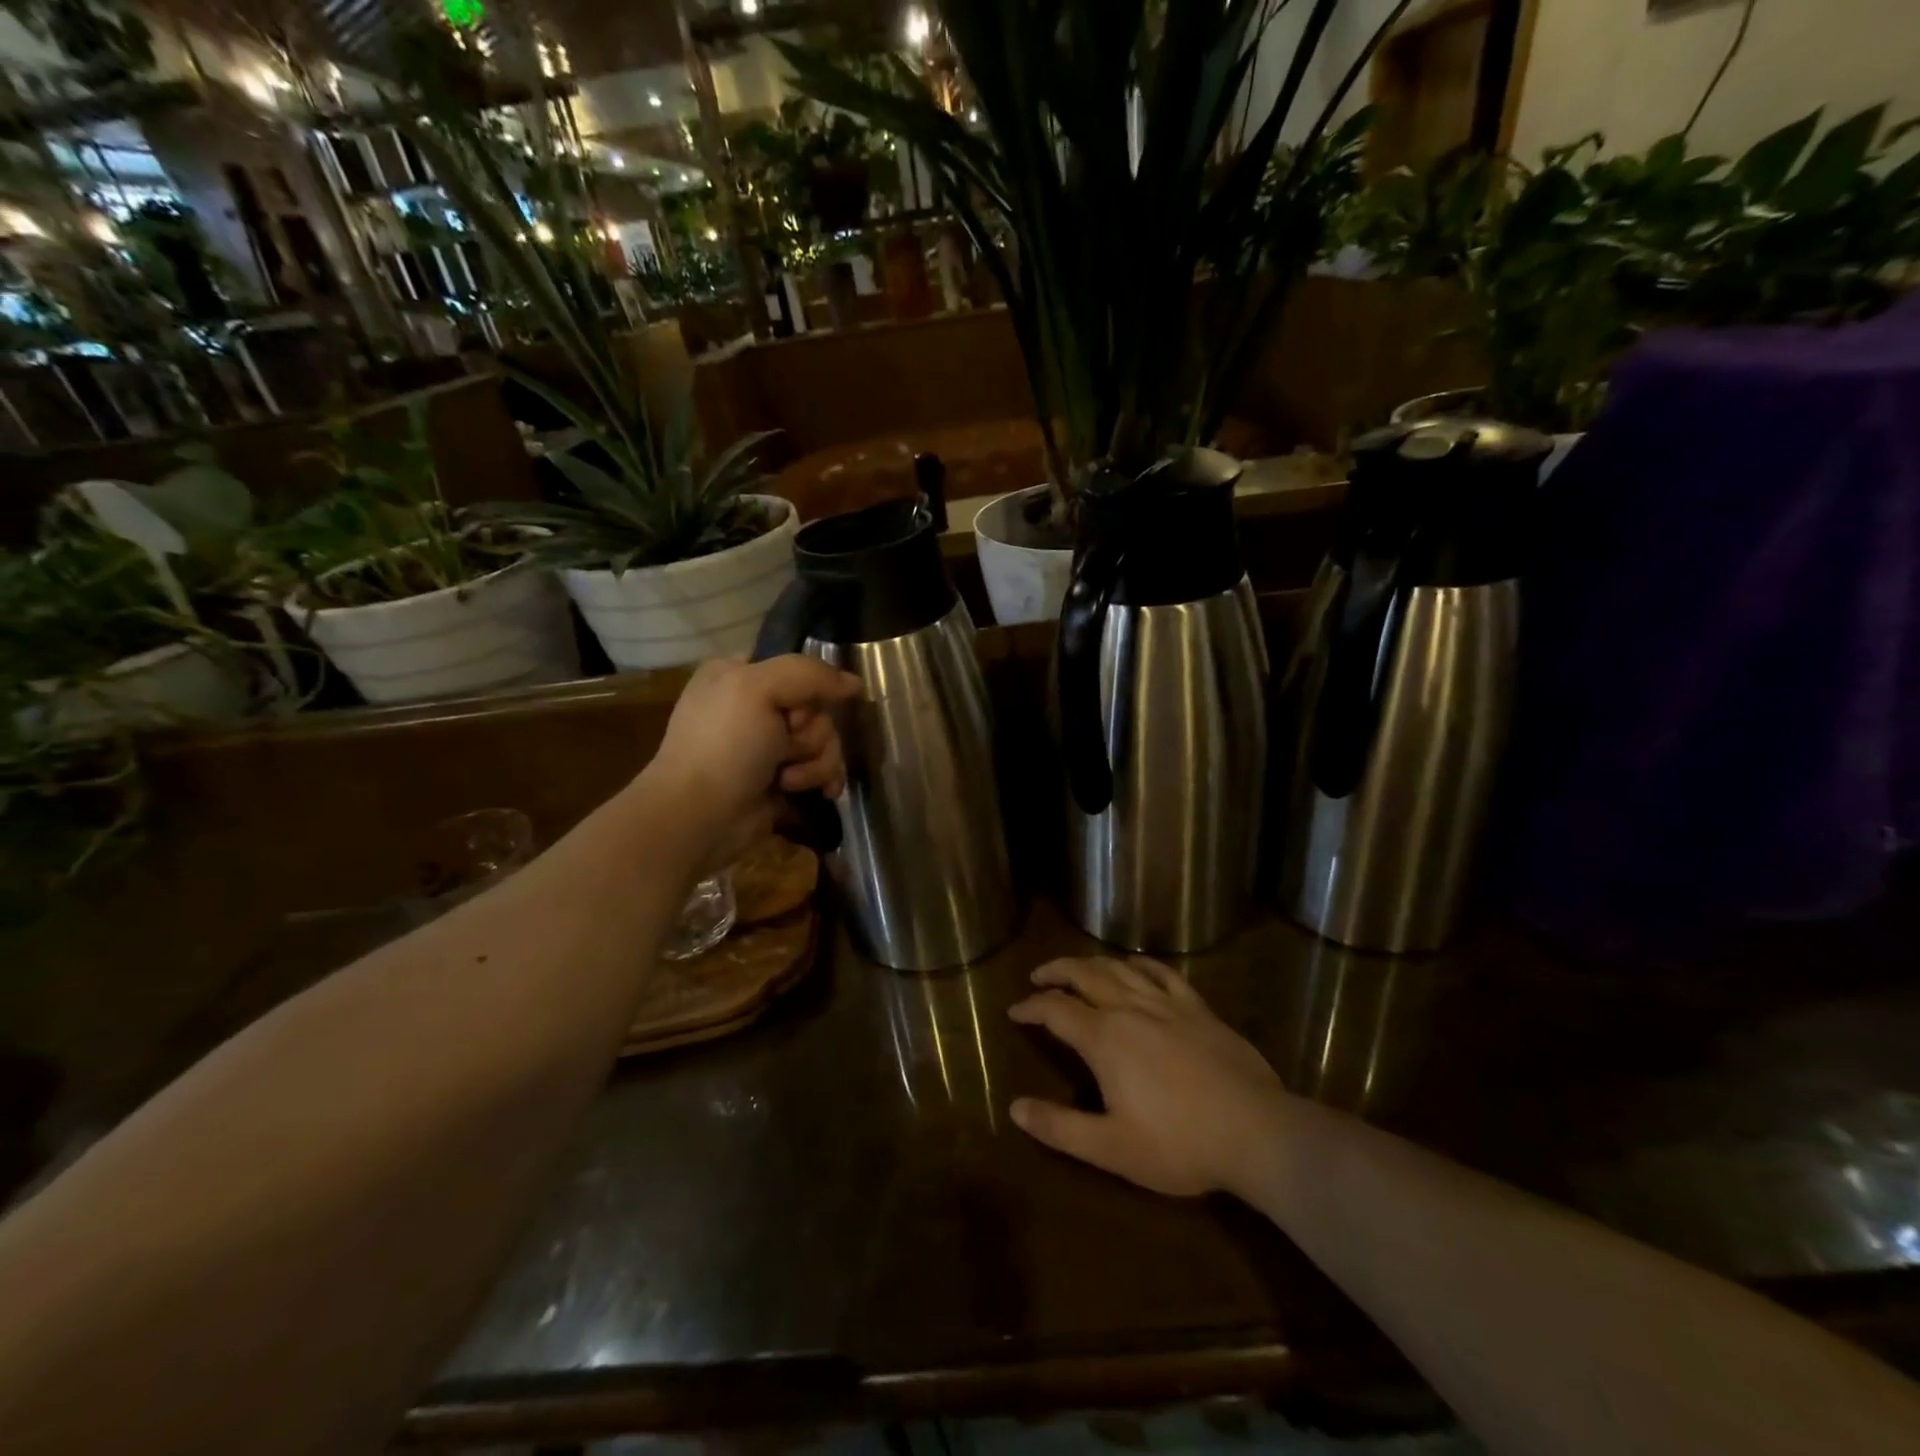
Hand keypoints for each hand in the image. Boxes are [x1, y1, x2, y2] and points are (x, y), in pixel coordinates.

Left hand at [644, 655, 861, 870]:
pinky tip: (820, 792)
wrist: (699, 818)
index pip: (797, 668)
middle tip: (786, 747)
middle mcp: (755, 707)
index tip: (795, 710)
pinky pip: (824, 768)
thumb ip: (810, 674)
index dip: (807, 689)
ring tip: (790, 780)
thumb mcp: (758, 689)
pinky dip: (824, 779)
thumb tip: (855, 684)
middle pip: (817, 707)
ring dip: (817, 761)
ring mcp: (769, 746)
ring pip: (825, 740)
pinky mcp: (783, 779)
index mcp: (739, 675)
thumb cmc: (723, 746)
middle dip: (812, 732)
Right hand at [1009, 957, 1286, 1196]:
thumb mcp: (1111, 1147)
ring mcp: (1166, 1003)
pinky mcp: (1197, 1007)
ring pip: (1119, 968)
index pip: (1055, 1009)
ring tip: (1077, 967)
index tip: (1014, 1011)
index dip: (1031, 1007)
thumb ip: (1059, 1127)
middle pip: (1084, 974)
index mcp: (1104, 1038)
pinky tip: (1134, 965)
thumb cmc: (1179, 1144)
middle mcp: (1129, 1008)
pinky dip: (1140, 963)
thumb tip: (1015, 1107)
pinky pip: (1162, 972)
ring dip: (1091, 962)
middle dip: (1056, 971)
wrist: (1256, 1131)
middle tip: (1038, 976)